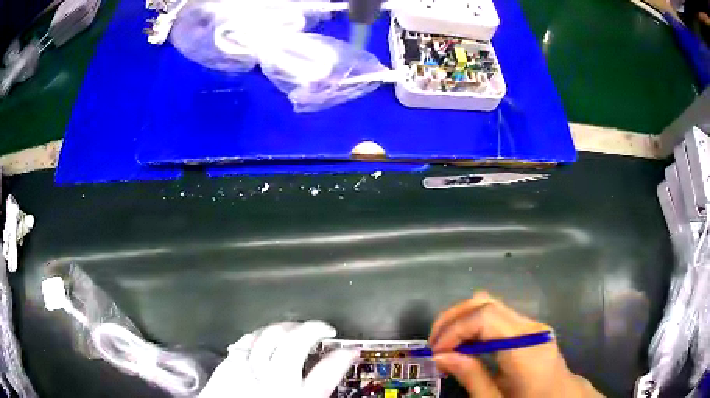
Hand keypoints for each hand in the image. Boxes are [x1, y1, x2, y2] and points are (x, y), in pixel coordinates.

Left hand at [199, 321, 358, 397]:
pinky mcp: (228, 366)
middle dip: (315, 328)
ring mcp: (248, 370)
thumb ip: (314, 393)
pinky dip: (258, 335)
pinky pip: (246, 341)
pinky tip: (264, 336)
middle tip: (324, 328)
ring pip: (269, 335)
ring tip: (295, 328)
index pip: (329, 371)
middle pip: (297, 342)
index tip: (351, 349)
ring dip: (286, 327)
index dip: (344, 356)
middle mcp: (275, 381)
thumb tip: (326, 381)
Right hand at [429, 292, 602, 397]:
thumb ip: (471, 377)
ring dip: (462, 319)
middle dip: (453, 319)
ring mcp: (532, 324)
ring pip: (490, 304)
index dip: (455, 329)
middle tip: (434, 344)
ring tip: (445, 344)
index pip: (486, 317)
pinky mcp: (529, 327)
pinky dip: (474, 324)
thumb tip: (441, 356)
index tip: (435, 352)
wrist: (561, 397)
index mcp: (525, 348)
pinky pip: (496, 315)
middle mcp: (530, 327)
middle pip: (487, 302)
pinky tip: (465, 344)